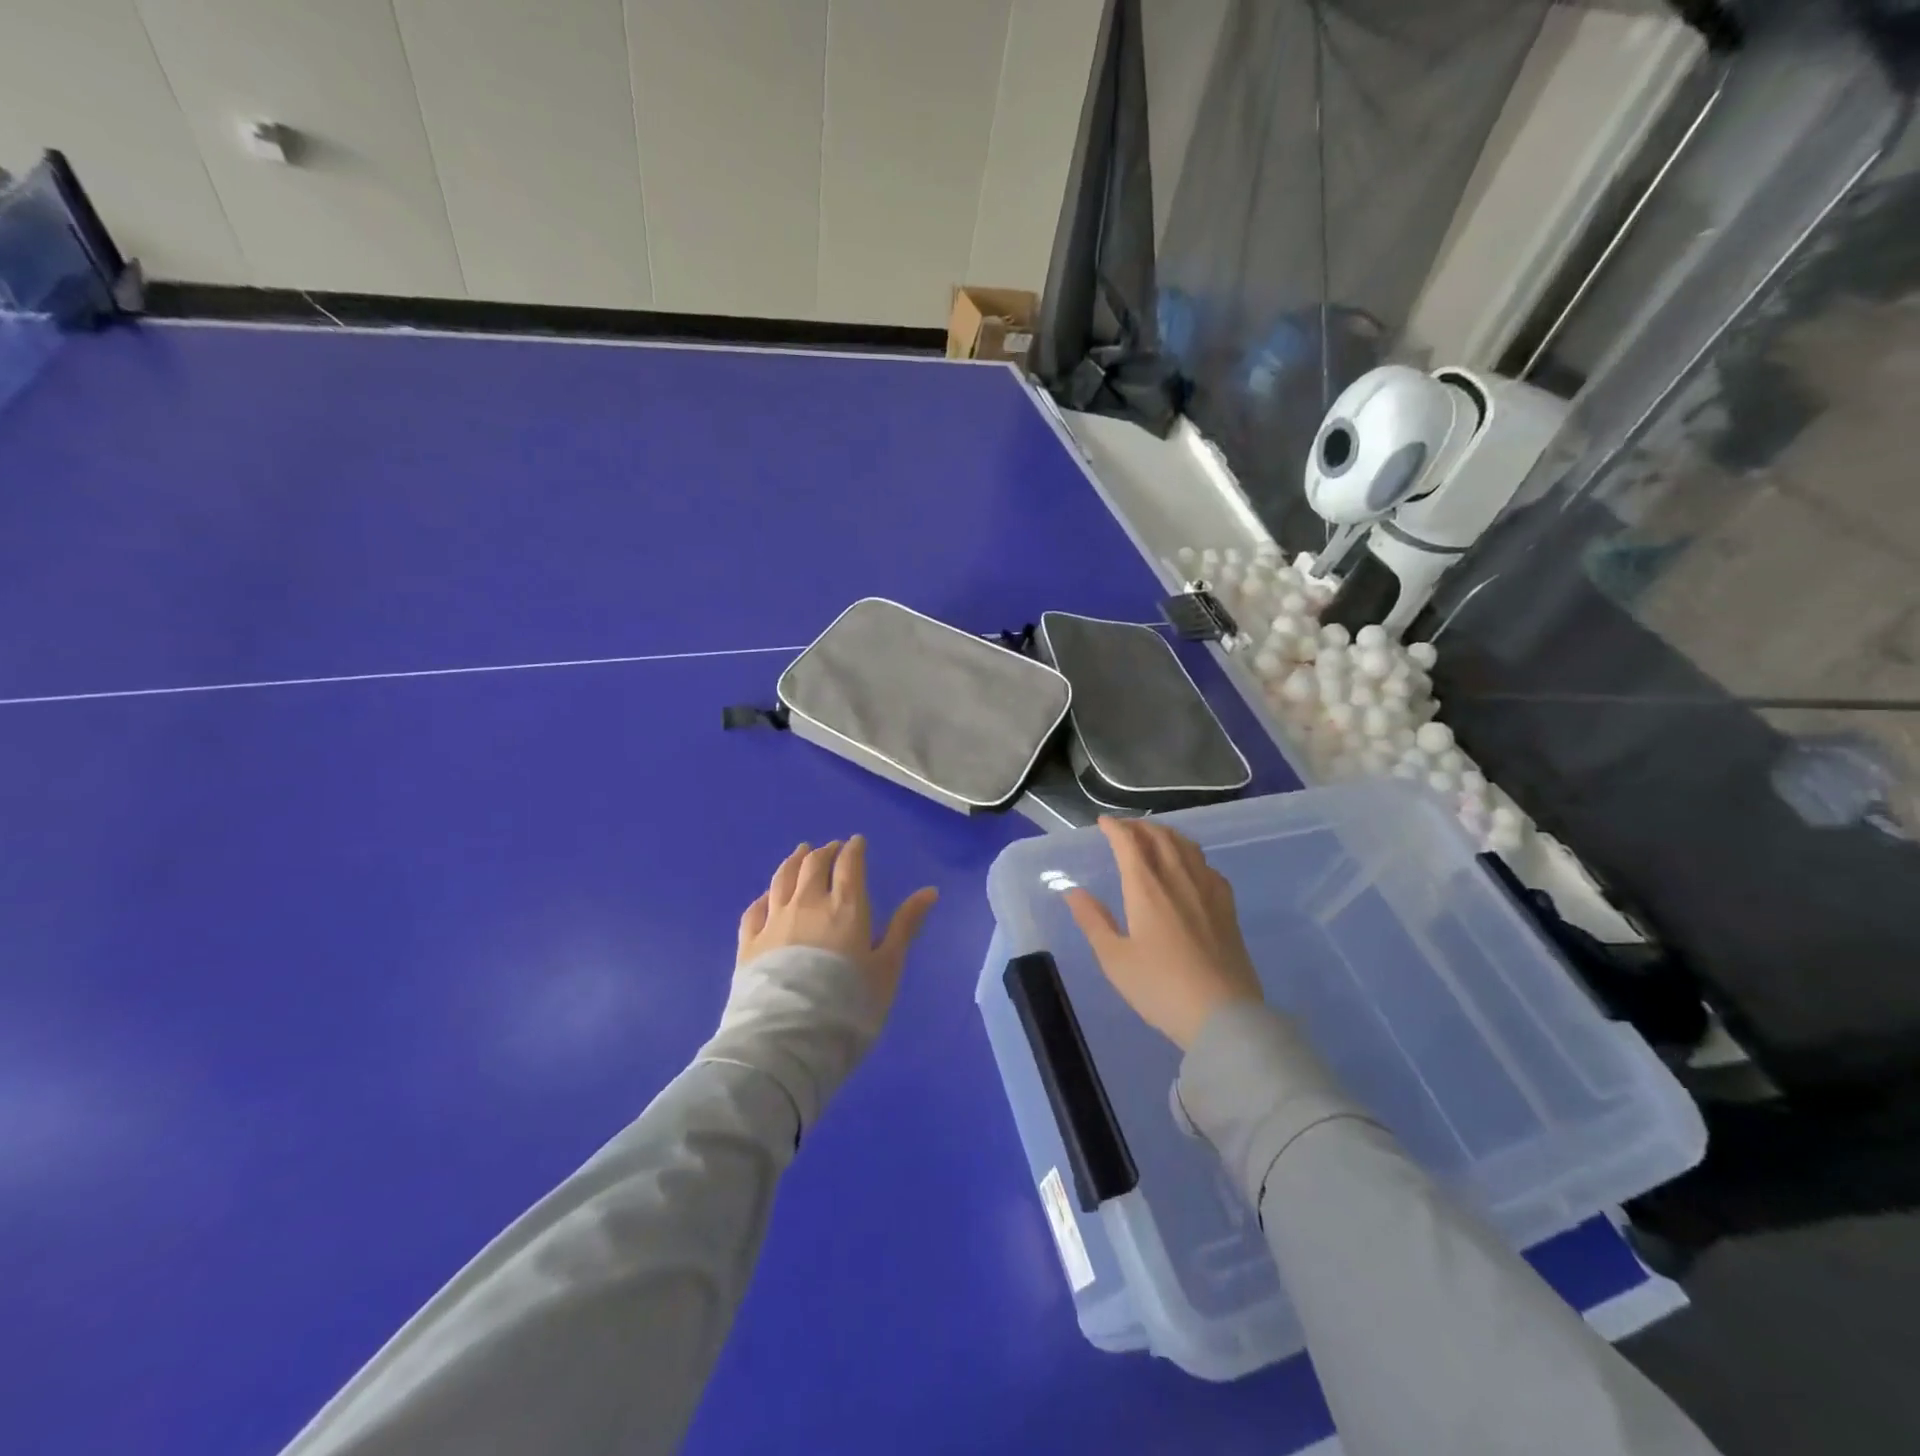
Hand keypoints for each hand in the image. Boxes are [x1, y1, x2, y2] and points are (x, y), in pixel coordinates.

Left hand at [737, 836, 938, 1016]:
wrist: (788, 1039)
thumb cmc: (848, 1004)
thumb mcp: (888, 967)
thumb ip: (906, 926)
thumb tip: (930, 890)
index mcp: (846, 907)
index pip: (849, 866)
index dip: (853, 850)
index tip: (856, 842)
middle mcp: (808, 904)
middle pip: (813, 866)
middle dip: (824, 852)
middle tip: (831, 848)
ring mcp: (774, 921)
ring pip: (782, 879)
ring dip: (794, 862)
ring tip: (800, 853)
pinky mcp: (749, 942)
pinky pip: (755, 908)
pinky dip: (765, 895)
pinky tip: (767, 896)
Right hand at [1063, 817, 1263, 1049]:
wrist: (1223, 1016)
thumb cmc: (1160, 988)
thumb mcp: (1114, 959)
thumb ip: (1093, 920)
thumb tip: (1071, 891)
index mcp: (1146, 888)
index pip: (1129, 843)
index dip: (1115, 828)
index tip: (1103, 823)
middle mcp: (1178, 878)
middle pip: (1160, 837)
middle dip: (1139, 826)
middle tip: (1124, 828)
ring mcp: (1207, 890)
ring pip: (1186, 846)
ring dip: (1166, 834)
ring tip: (1153, 837)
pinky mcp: (1227, 907)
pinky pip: (1207, 865)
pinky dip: (1190, 854)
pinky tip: (1189, 866)